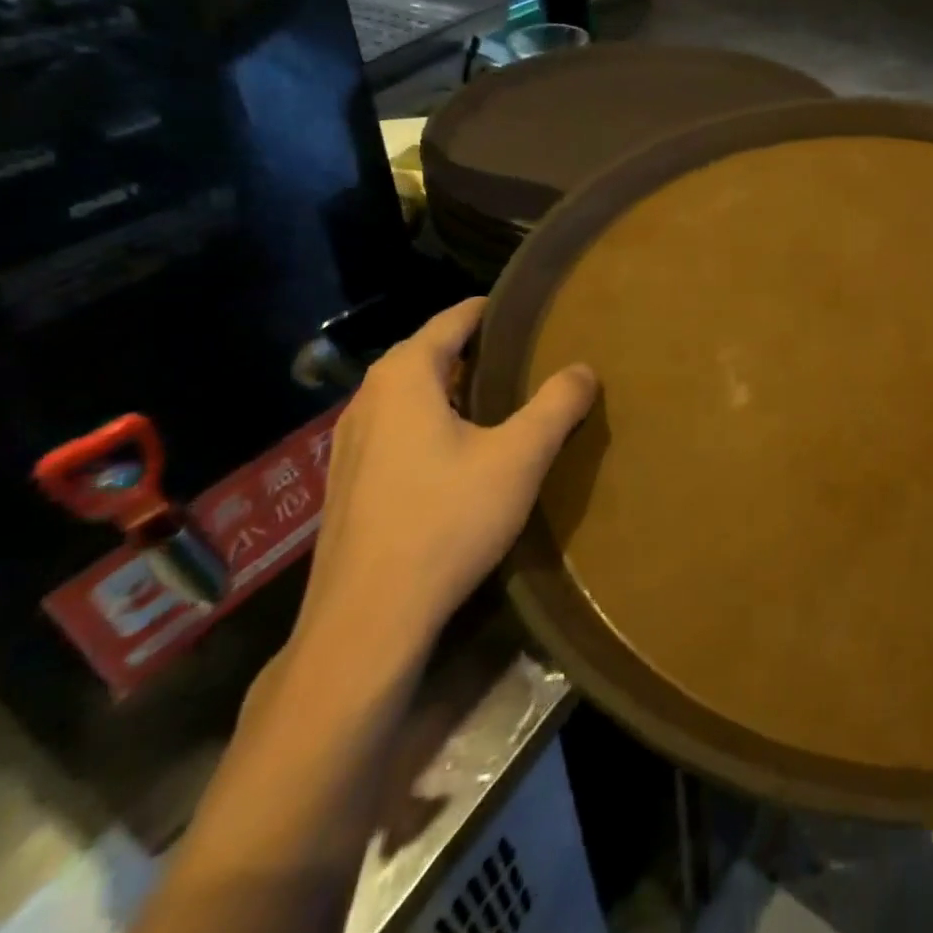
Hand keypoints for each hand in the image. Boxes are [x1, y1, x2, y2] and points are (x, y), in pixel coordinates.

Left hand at [295, 298, 597, 659]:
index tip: (531, 312)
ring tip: (504, 400)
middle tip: (530, 357)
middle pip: (430, 354)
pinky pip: (399, 429)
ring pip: (412, 395)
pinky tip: (462, 454)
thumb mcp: (519, 457)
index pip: (453, 319)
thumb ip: (556, 405)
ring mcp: (350, 444)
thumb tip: (583, 369)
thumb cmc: (446, 521)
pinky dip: (433, 423)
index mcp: (404, 377)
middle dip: (477, 351)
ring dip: (455, 390)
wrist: (367, 621)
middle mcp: (368, 399)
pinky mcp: (348, 484)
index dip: (493, 311)